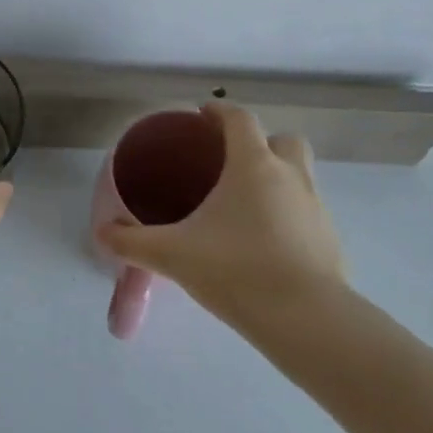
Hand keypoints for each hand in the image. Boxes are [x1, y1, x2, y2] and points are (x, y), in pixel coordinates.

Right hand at [97, 102, 346, 323]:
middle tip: (230, 163)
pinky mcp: (330, 240)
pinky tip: (265, 242)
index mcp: (253, 165)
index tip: (202, 116)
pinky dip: (289, 214)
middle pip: (283, 139)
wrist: (307, 321)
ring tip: (245, 205)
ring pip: (300, 174)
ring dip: (278, 177)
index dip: (220, 111)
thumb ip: (133, 242)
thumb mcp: (173, 255)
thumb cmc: (236, 270)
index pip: (240, 119)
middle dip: (260, 143)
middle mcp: (290, 176)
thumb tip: (102, 233)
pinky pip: (307, 211)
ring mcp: (316, 207)